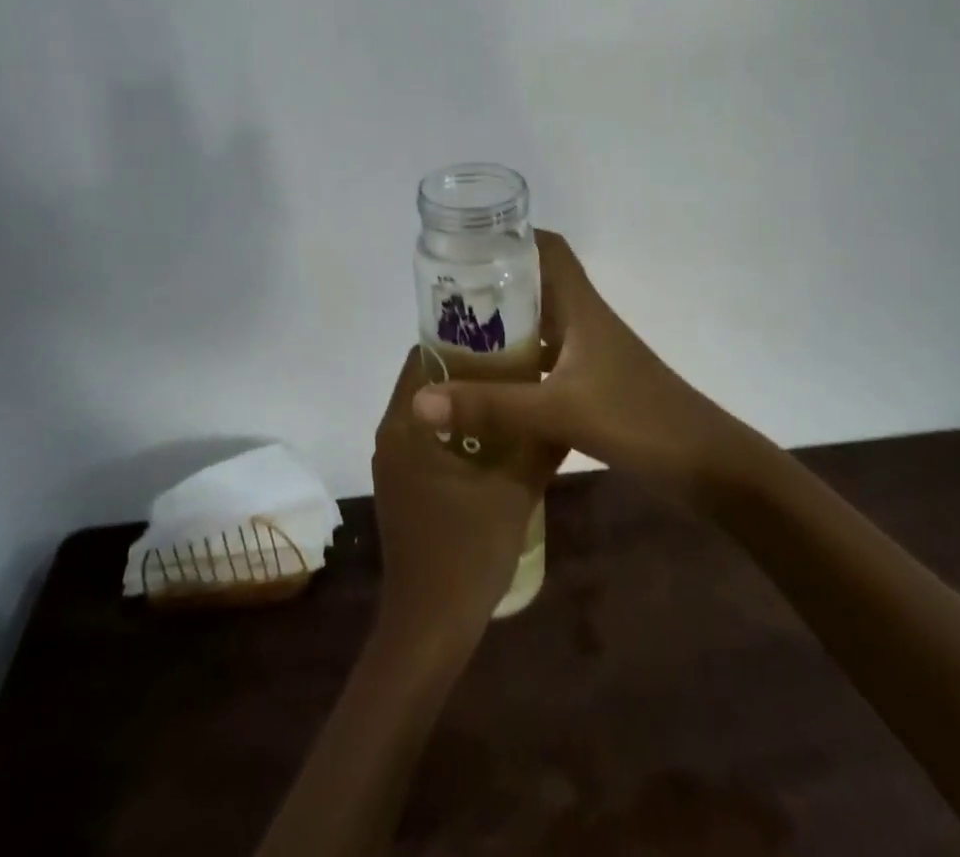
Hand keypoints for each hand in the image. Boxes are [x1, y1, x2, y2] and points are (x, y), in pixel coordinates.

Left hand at [371, 348, 557, 647]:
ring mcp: (393, 462)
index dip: (462, 338)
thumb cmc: (467, 552)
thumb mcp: (515, 491)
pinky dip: (456, 426)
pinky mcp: (402, 484)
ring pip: (428, 409)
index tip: (501, 331)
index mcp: (407, 425)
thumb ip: (540, 444)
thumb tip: (568, 408)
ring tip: (512, 388)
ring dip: (464, 398)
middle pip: (426, 379)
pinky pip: (427, 435)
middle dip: (468, 366)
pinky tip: (496, 435)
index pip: (425, 355)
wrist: (430, 626)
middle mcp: (391, 434)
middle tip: (516, 357)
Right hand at [410, 230, 733, 494]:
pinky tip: (492, 386)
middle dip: (495, 284)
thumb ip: (492, 405)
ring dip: (505, 326)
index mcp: (582, 308)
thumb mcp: (559, 411)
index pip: (549, 249)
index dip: (513, 236)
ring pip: (542, 325)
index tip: (468, 243)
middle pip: (538, 285)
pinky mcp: (596, 385)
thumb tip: (420, 399)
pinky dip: (520, 364)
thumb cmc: (638, 419)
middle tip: (446, 297)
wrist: (708, 466)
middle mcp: (586, 322)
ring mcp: (593, 355)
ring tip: (456, 337)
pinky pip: (548, 361)